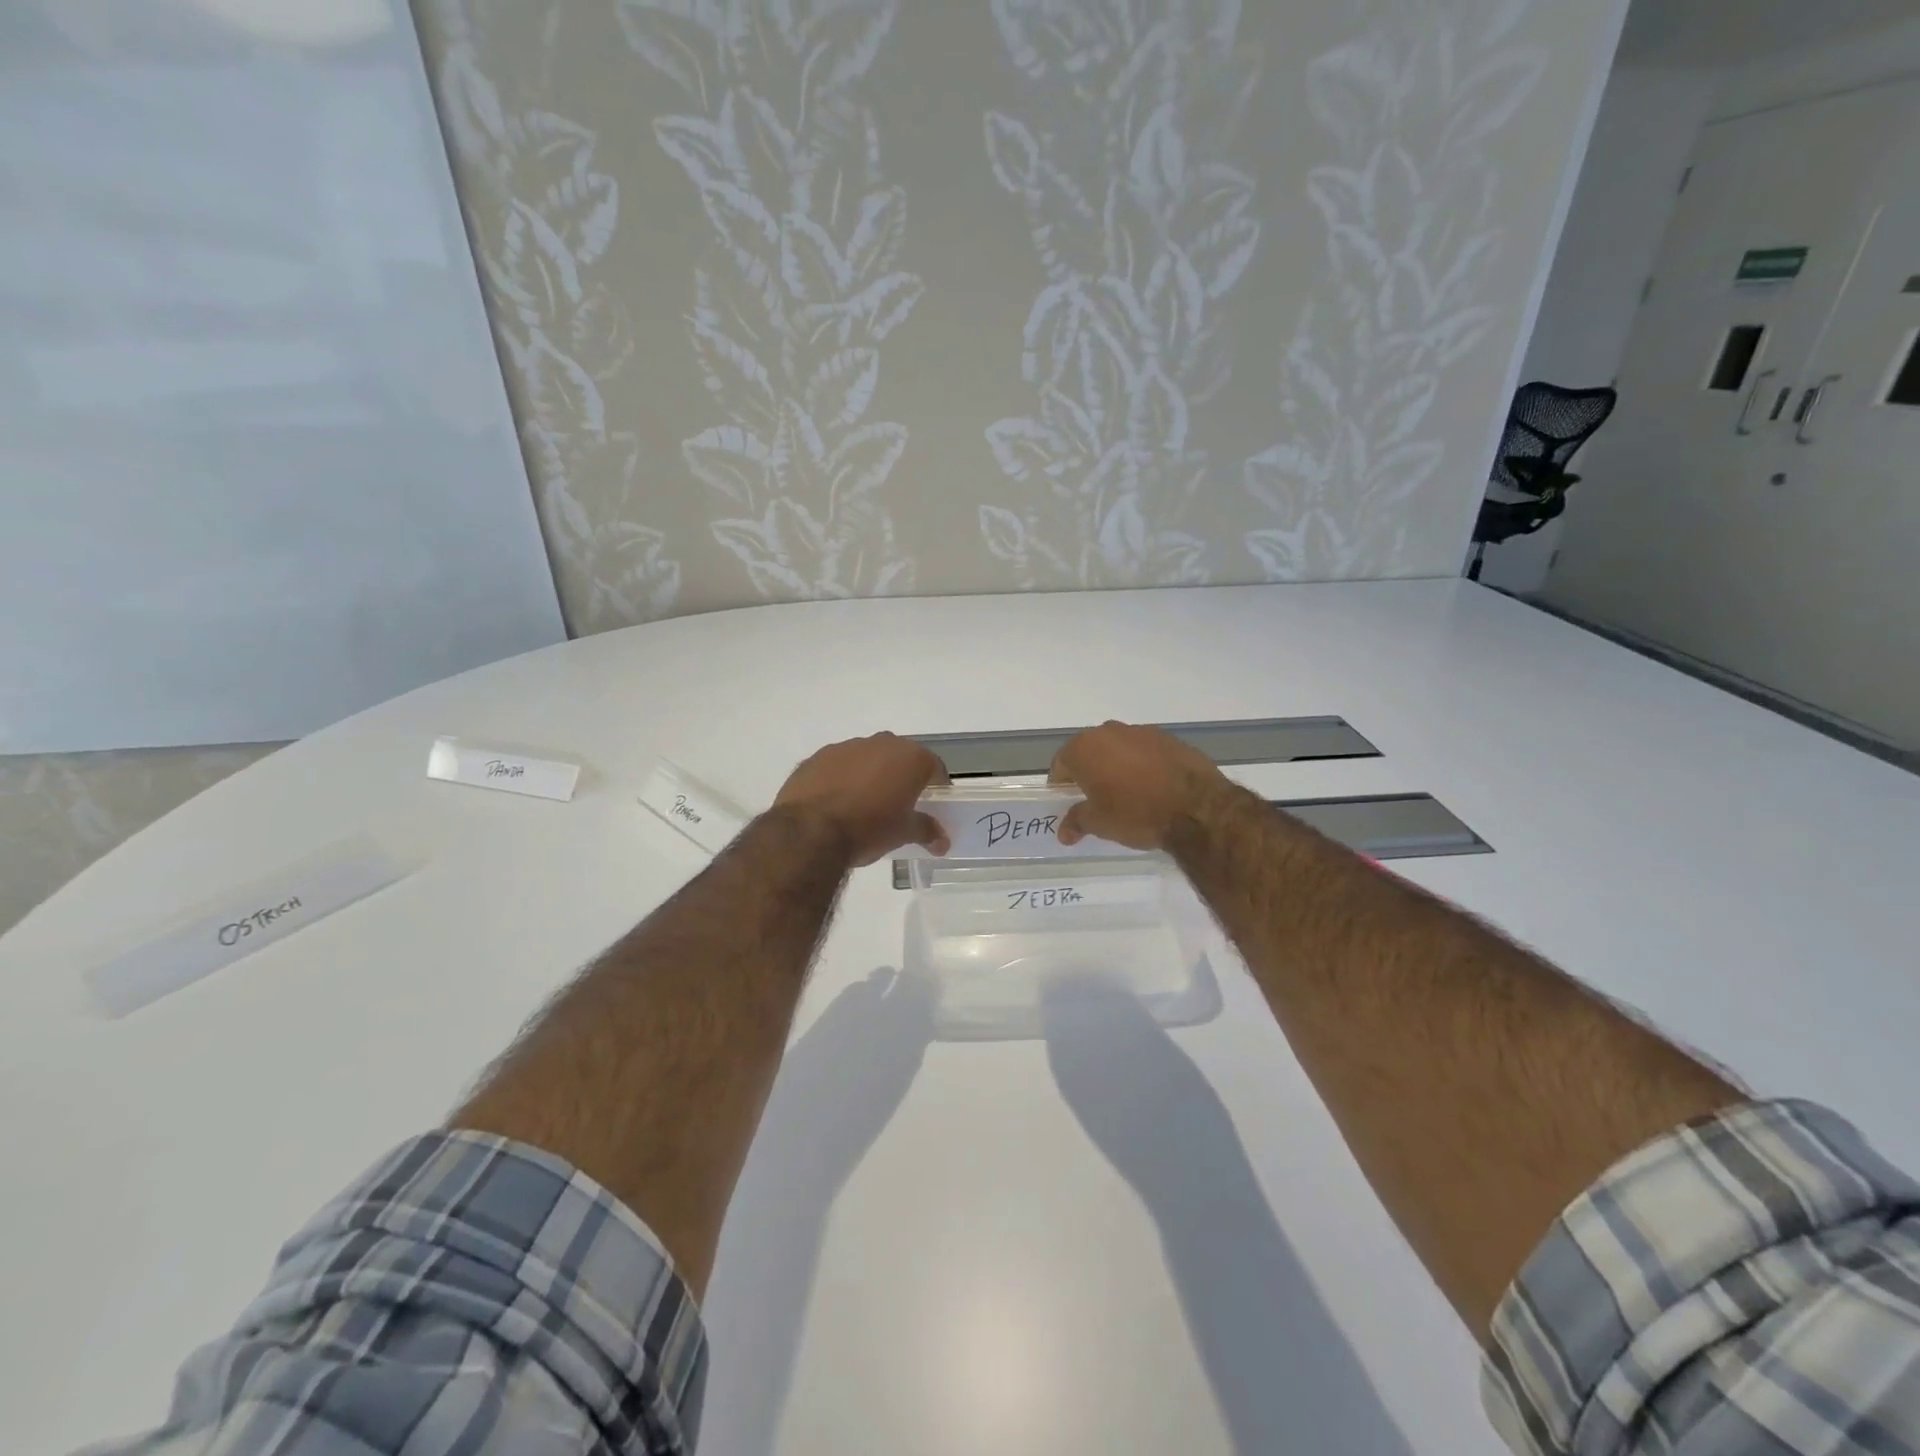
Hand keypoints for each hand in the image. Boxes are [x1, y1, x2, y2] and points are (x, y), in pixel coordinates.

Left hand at [775, 733, 949, 865]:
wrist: (810, 831)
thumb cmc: (869, 829)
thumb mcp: (903, 833)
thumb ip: (926, 830)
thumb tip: (942, 841)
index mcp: (910, 758)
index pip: (934, 767)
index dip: (936, 786)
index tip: (933, 804)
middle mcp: (881, 743)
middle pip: (900, 758)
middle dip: (901, 777)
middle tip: (899, 804)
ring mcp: (846, 747)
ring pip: (867, 758)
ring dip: (870, 775)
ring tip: (863, 805)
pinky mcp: (817, 757)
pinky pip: (838, 766)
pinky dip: (842, 779)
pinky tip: (836, 803)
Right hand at [1050, 722, 1224, 850]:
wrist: (1196, 807)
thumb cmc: (1135, 813)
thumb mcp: (1100, 824)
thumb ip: (1077, 822)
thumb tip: (1064, 832)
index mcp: (1084, 748)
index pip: (1061, 763)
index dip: (1061, 782)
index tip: (1066, 799)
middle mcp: (1109, 732)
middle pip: (1089, 750)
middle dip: (1088, 770)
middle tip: (1094, 796)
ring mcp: (1141, 732)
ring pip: (1118, 747)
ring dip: (1116, 764)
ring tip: (1126, 792)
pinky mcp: (1169, 738)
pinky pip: (1145, 750)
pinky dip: (1142, 763)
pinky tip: (1152, 785)